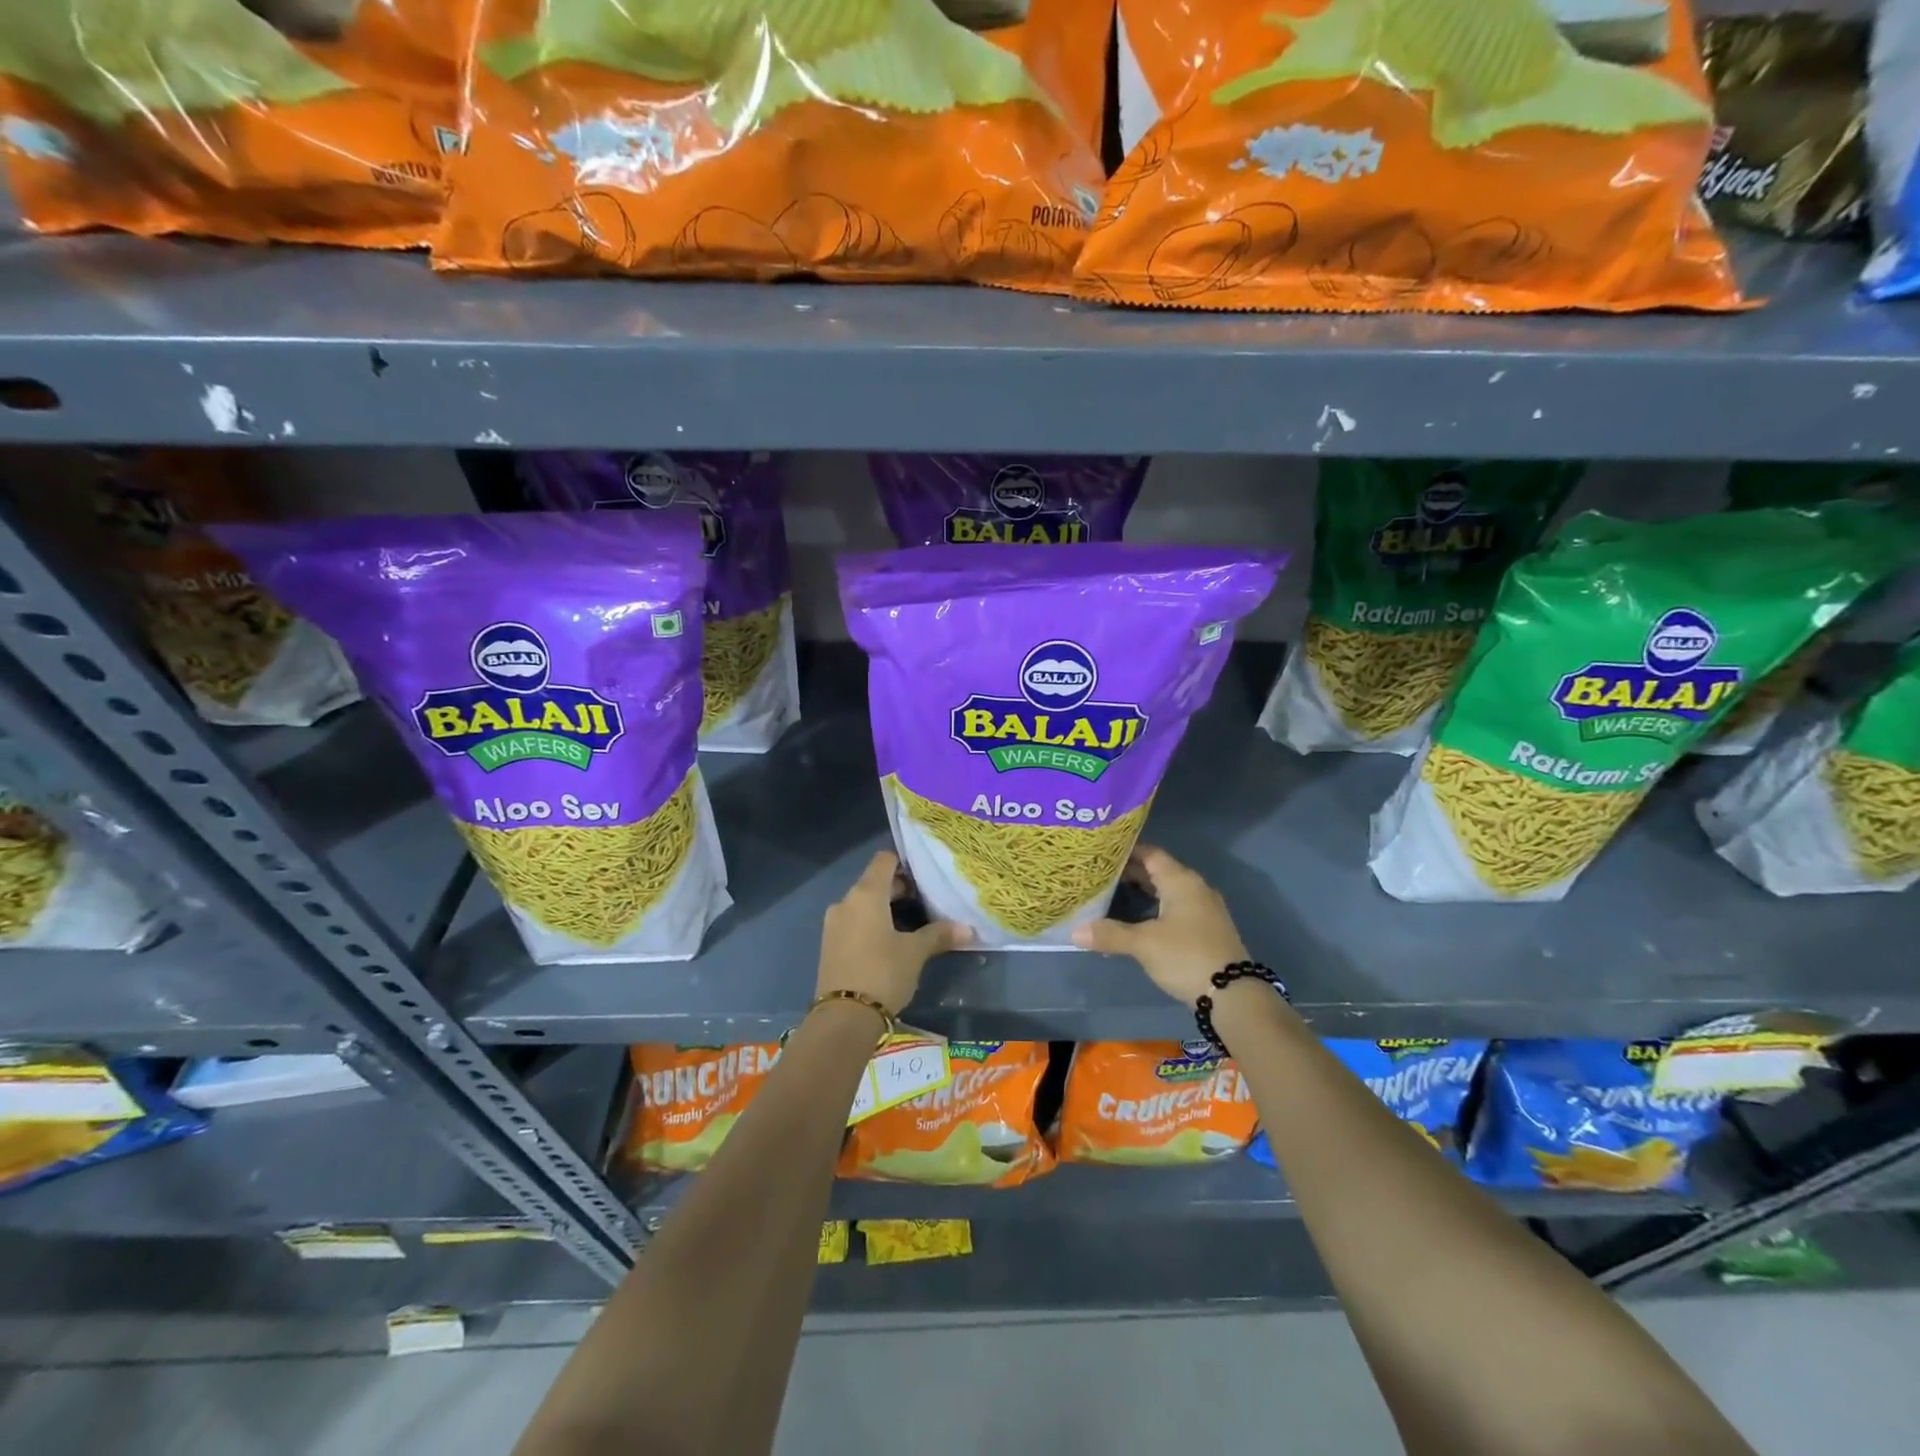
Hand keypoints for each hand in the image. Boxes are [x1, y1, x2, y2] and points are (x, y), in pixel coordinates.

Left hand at [817, 851, 970, 1017]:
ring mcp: (834, 923)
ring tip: (913, 923)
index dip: (904, 862)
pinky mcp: (830, 944)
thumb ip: (939, 934)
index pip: (884, 860)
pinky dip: (872, 923)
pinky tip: (891, 942)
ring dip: (885, 908)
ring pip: (864, 903)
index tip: (925, 874)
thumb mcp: (915, 953)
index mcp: (866, 894)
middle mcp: (846, 901)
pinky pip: (854, 921)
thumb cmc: (883, 973)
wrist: (843, 1018)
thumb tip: (969, 929)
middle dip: (900, 888)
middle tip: (927, 901)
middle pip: (874, 881)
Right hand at [1072, 845, 1248, 1006]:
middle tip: (1100, 874)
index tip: (1102, 852)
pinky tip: (1137, 921)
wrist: (1234, 994)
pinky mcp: (1207, 929)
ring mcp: (1204, 909)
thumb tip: (1074, 932)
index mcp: (1181, 881)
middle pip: (1159, 871)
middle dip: (1130, 872)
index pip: (1150, 853)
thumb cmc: (1186, 956)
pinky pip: (1175, 908)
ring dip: (1142, 892)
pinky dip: (1155, 908)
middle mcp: (1195, 888)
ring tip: (1112, 895)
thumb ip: (1110, 934)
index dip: (1126, 851)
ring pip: (1167, 891)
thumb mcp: (1144, 944)